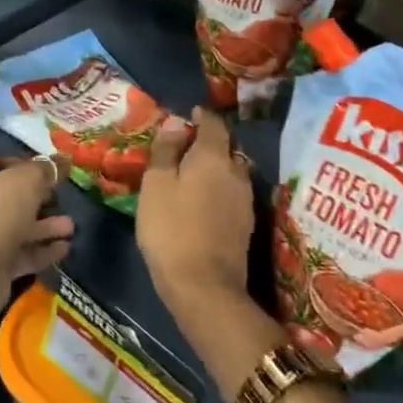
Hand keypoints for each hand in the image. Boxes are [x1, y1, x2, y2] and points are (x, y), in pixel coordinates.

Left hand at [0, 156, 75, 315]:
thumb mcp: (26, 180)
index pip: (0, 164)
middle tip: (63, 199)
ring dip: (46, 227)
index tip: (51, 171)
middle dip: (40, 199)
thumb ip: (45, 170)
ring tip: (71, 227)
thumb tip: (61, 161)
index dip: (26, 165)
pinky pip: (22, 254)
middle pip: (11, 198)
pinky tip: (65, 248)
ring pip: (19, 227)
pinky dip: (42, 250)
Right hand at [136, 107, 253, 315]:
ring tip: (191, 175)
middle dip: (209, 143)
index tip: (189, 114)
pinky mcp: (246, 225)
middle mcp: (236, 172)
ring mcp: (245, 200)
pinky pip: (232, 193)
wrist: (204, 288)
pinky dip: (219, 189)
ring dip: (215, 168)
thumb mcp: (156, 185)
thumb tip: (177, 122)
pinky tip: (202, 201)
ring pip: (231, 172)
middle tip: (185, 147)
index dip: (201, 115)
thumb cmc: (171, 229)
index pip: (214, 123)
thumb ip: (166, 150)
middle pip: (226, 148)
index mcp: (214, 157)